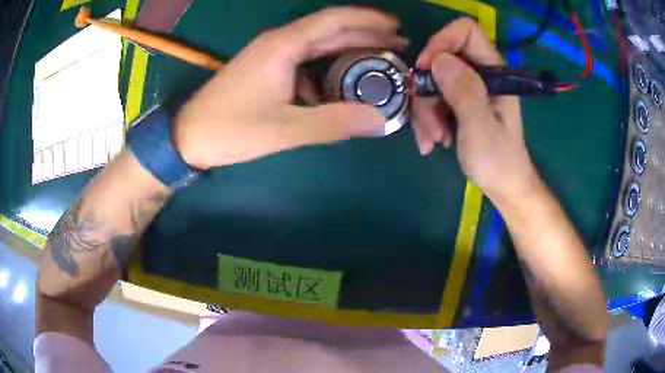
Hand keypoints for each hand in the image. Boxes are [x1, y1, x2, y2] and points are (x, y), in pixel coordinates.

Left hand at [173, 7, 407, 169]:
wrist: (189, 137)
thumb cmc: (231, 129)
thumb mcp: (285, 129)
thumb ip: (333, 123)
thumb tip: (378, 120)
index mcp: (283, 46)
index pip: (333, 20)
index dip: (368, 19)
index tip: (396, 26)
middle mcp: (279, 42)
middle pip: (330, 29)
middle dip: (366, 33)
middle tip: (398, 45)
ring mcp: (272, 55)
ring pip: (319, 45)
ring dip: (350, 50)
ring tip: (380, 61)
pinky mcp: (268, 69)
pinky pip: (306, 62)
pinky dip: (329, 68)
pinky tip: (343, 83)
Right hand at [413, 18, 536, 200]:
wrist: (503, 186)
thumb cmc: (498, 161)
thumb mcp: (481, 129)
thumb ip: (465, 93)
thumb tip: (439, 60)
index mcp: (494, 72)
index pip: (466, 32)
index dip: (441, 42)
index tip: (426, 69)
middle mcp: (480, 73)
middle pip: (441, 60)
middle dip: (428, 91)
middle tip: (429, 123)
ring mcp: (468, 88)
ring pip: (433, 82)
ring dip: (425, 112)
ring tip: (433, 140)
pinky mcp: (459, 101)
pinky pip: (433, 99)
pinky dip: (427, 120)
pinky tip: (432, 141)